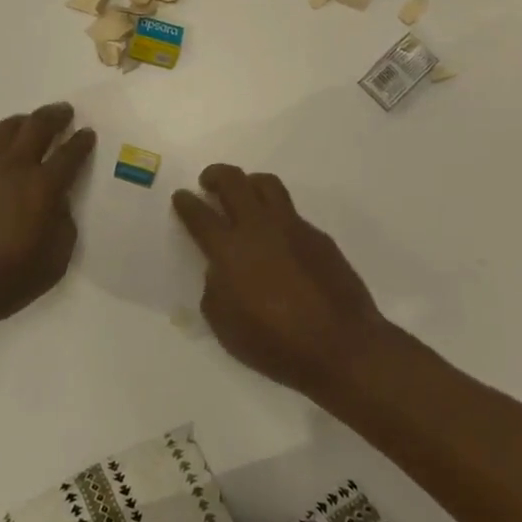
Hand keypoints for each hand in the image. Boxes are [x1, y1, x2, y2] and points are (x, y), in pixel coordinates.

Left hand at [0, 103, 96, 334]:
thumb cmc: (5, 280)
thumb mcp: (54, 262)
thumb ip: (63, 226)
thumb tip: (58, 205)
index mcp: (42, 187)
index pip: (69, 153)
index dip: (81, 142)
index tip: (88, 133)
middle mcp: (14, 169)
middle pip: (37, 126)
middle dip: (55, 115)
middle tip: (65, 112)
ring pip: (7, 130)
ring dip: (25, 121)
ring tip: (32, 123)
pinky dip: (4, 148)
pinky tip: (6, 167)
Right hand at [171, 164, 387, 397]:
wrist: (341, 346)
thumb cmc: (276, 344)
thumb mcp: (226, 327)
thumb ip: (214, 291)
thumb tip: (219, 272)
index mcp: (230, 250)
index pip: (200, 214)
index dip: (186, 202)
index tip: (181, 196)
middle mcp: (259, 227)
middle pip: (233, 181)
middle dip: (215, 175)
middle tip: (208, 182)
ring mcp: (292, 226)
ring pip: (266, 184)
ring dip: (249, 182)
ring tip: (244, 194)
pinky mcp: (318, 235)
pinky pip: (291, 212)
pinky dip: (276, 215)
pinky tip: (278, 238)